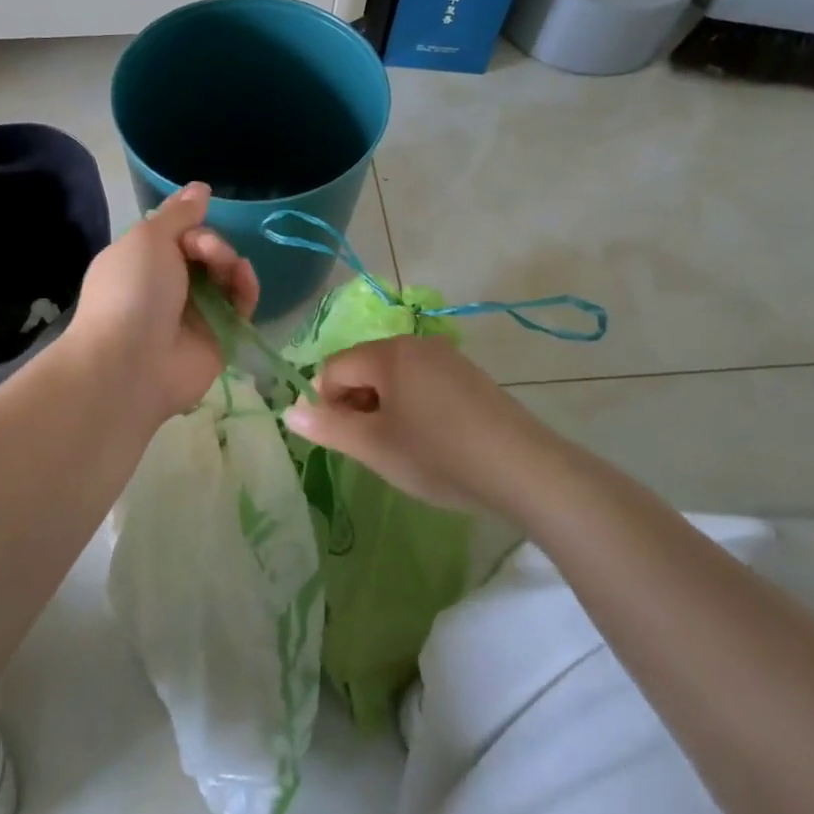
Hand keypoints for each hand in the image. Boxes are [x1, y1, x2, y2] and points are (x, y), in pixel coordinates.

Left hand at [62, 182, 259, 428]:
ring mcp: (193, 314)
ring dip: (230, 263)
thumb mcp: (148, 238)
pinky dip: (245, 288)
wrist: (129, 363)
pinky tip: (244, 278)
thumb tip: (200, 187)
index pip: (177, 233)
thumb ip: (178, 214)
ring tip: (226, 267)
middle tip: (205, 251)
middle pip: (205, 252)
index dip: (191, 225)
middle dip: (212, 244)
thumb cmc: (131, 290)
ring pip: (225, 277)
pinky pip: (240, 306)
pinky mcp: (218, 338)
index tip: (196, 224)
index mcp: (142, 261)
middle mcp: (167, 286)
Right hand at [281, 336, 548, 514]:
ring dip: (384, 407)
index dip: (326, 403)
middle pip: (364, 367)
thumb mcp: (374, 447)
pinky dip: (413, 406)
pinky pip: (423, 383)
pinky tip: (431, 440)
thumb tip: (289, 412)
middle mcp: (415, 344)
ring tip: (400, 447)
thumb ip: (328, 427)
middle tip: (369, 447)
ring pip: (395, 376)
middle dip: (355, 404)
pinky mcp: (470, 376)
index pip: (334, 367)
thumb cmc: (438, 455)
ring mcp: (447, 358)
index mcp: (387, 354)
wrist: (523, 469)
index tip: (339, 440)